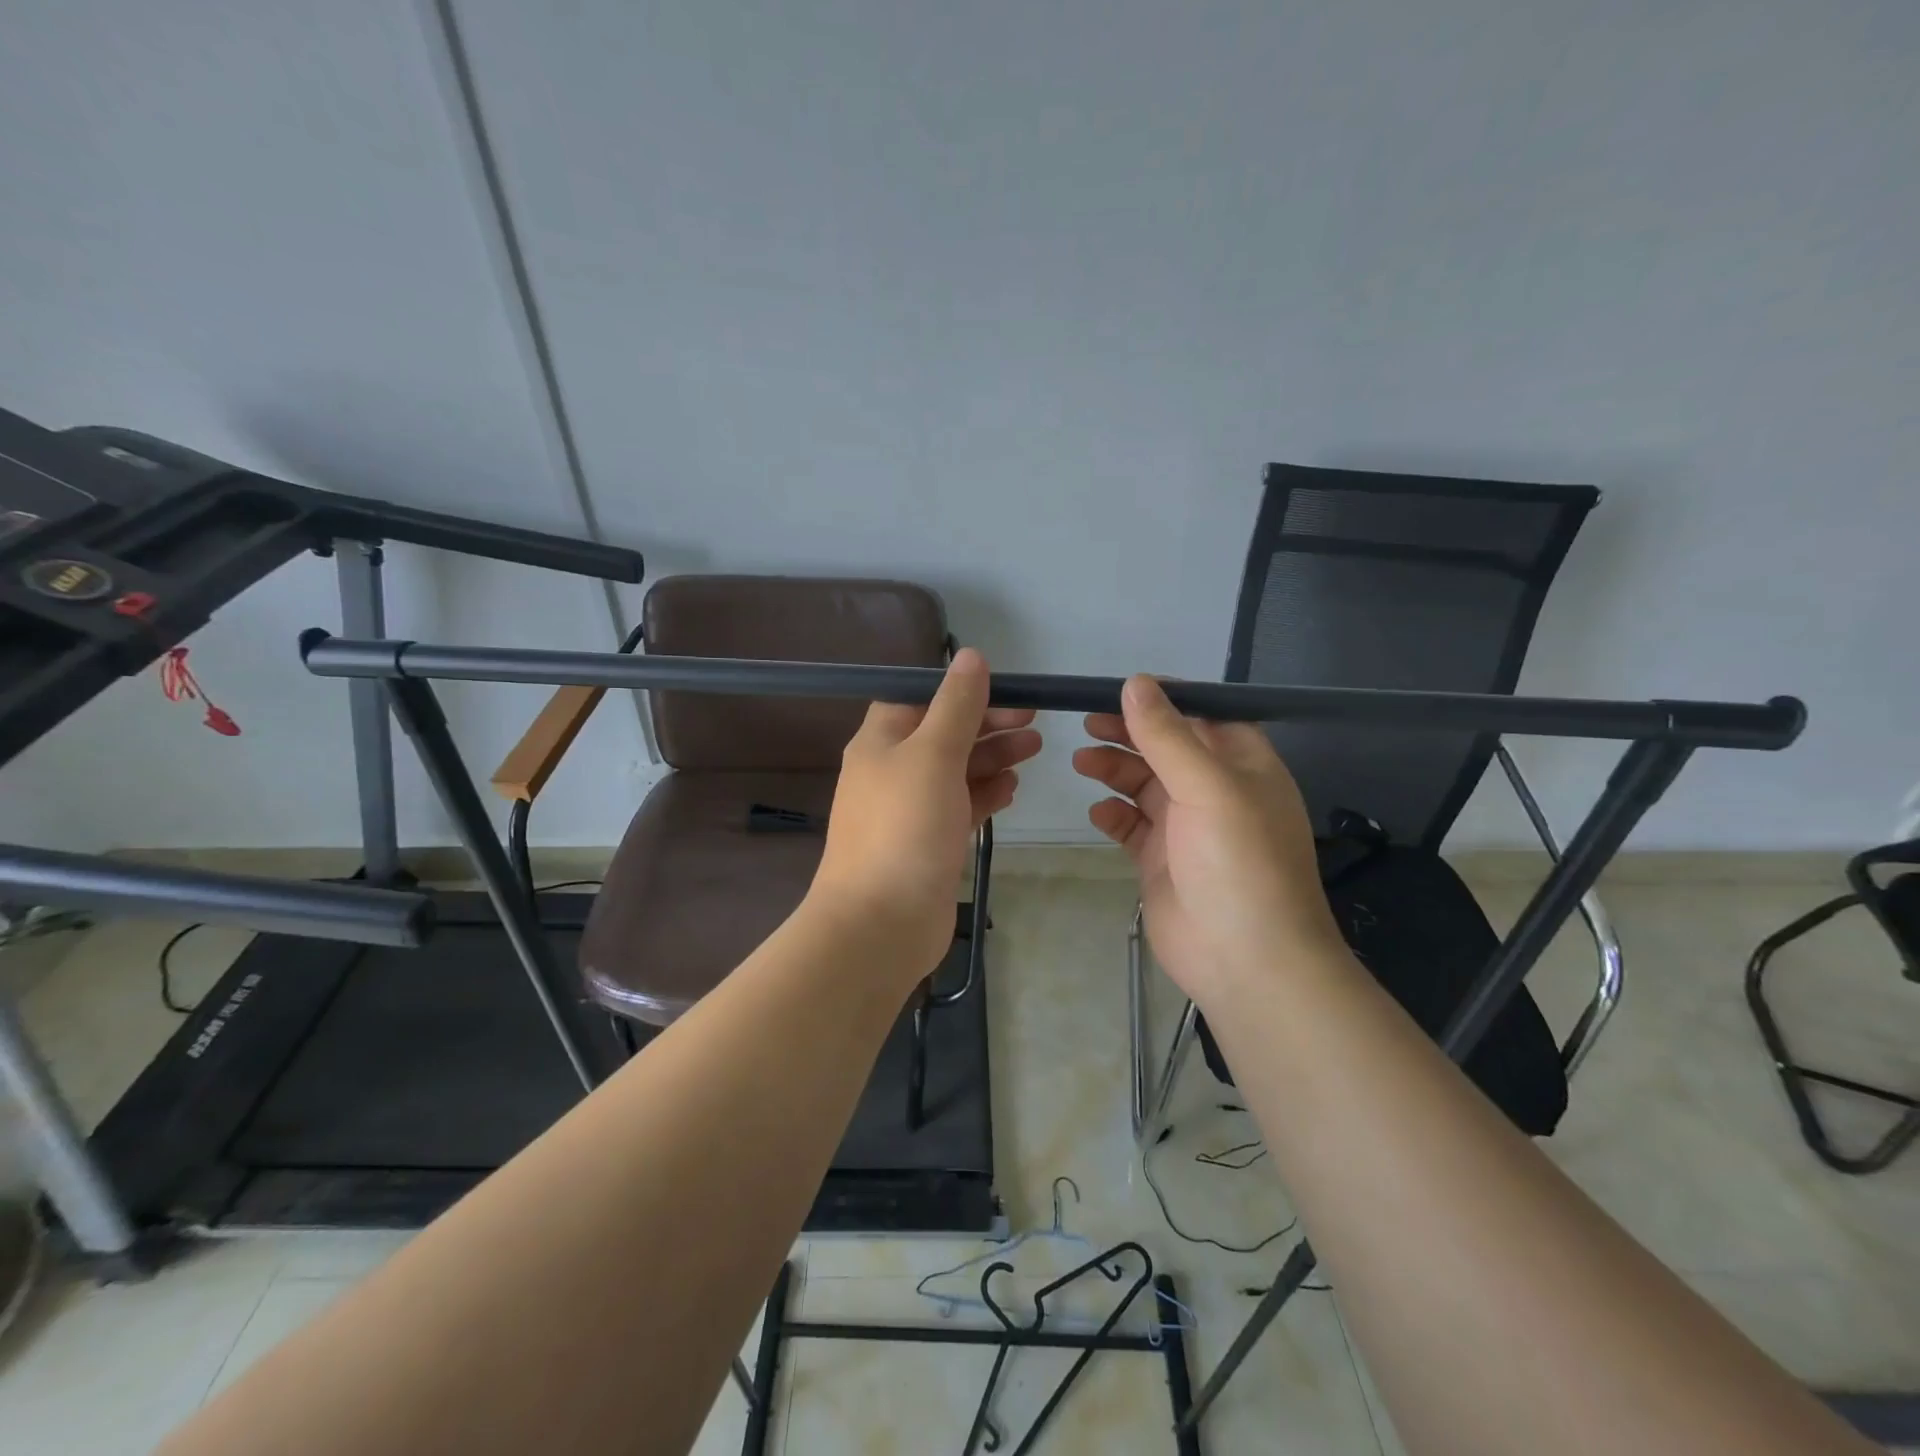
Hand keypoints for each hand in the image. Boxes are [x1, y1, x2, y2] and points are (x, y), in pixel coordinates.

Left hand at [809, 649, 1041, 986]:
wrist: (879, 923)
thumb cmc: (904, 828)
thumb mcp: (932, 754)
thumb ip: (956, 706)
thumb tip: (970, 656)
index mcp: (881, 740)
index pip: (921, 698)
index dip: (962, 690)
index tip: (1006, 689)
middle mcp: (892, 770)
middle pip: (944, 733)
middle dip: (987, 723)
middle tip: (1033, 719)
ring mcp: (910, 809)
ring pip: (956, 770)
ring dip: (992, 756)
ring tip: (1034, 748)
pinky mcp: (928, 842)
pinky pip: (960, 806)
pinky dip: (985, 793)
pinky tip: (1012, 788)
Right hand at [1071, 675, 1351, 1007]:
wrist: (1246, 961)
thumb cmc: (1238, 863)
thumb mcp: (1207, 787)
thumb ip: (1167, 735)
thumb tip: (1135, 682)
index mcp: (1243, 765)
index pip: (1203, 716)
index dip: (1165, 700)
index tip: (1121, 689)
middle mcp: (1216, 791)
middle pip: (1167, 747)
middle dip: (1130, 734)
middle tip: (1087, 723)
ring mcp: (1187, 828)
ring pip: (1144, 784)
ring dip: (1115, 770)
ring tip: (1082, 762)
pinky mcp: (1162, 860)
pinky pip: (1132, 825)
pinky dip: (1113, 815)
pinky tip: (1099, 813)